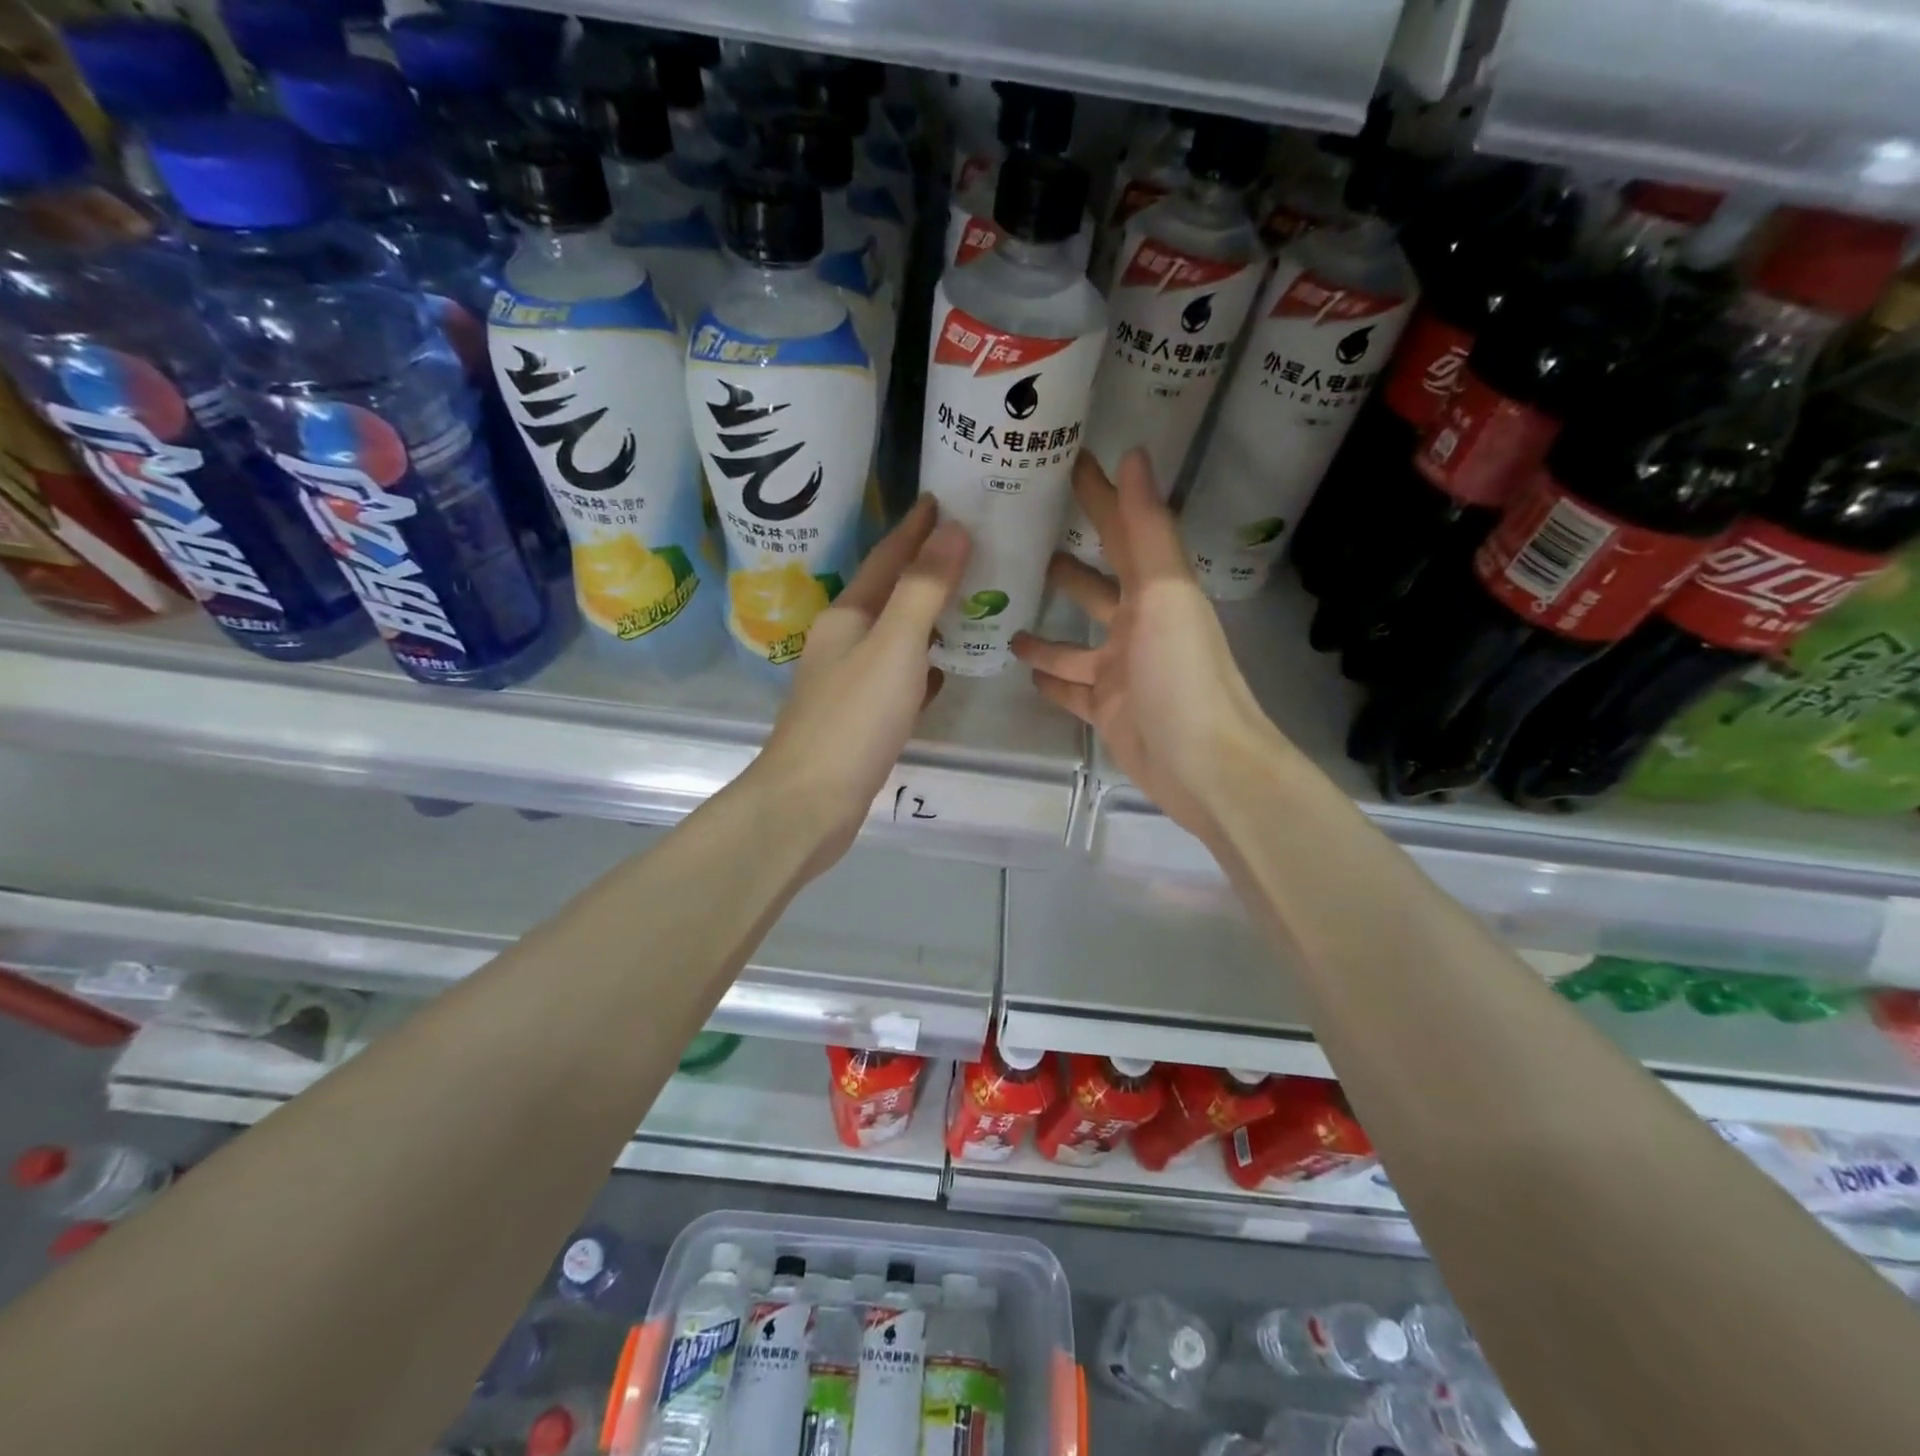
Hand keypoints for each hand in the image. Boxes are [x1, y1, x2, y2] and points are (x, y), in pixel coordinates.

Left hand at [753, 496, 970, 872]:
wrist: (809, 802)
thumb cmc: (853, 719)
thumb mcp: (894, 646)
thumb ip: (924, 589)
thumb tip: (953, 530)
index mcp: (847, 616)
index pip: (886, 559)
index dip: (915, 529)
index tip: (943, 499)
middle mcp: (843, 642)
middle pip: (889, 594)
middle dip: (924, 569)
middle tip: (969, 547)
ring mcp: (849, 682)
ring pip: (895, 636)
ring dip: (926, 617)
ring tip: (965, 601)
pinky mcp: (860, 719)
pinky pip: (899, 677)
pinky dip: (922, 666)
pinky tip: (941, 671)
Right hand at [1012, 449, 1280, 841]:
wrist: (1203, 766)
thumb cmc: (1182, 674)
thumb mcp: (1166, 595)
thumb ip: (1147, 530)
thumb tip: (1132, 454)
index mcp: (1157, 593)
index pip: (1122, 531)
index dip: (1098, 495)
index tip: (1065, 461)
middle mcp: (1140, 626)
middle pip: (1096, 585)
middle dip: (1067, 561)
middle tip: (1018, 541)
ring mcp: (1120, 672)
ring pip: (1075, 641)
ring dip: (1048, 624)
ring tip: (1007, 604)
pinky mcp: (1106, 711)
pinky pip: (1071, 688)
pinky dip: (1050, 678)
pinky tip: (1022, 667)